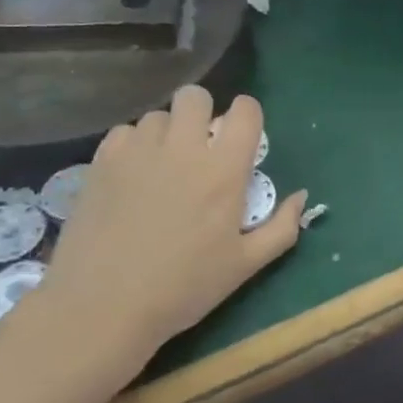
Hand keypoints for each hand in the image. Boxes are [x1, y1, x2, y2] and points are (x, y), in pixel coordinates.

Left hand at [32, 87, 304, 386]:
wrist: (104, 306)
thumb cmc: (184, 288)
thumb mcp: (246, 265)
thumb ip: (282, 227)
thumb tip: (300, 196)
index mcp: (223, 170)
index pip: (245, 112)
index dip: (248, 116)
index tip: (244, 137)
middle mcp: (182, 148)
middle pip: (195, 97)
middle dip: (204, 113)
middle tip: (202, 146)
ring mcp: (137, 152)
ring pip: (158, 115)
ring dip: (168, 132)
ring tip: (164, 166)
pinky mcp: (101, 162)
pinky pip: (124, 133)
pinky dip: (135, 146)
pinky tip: (133, 176)